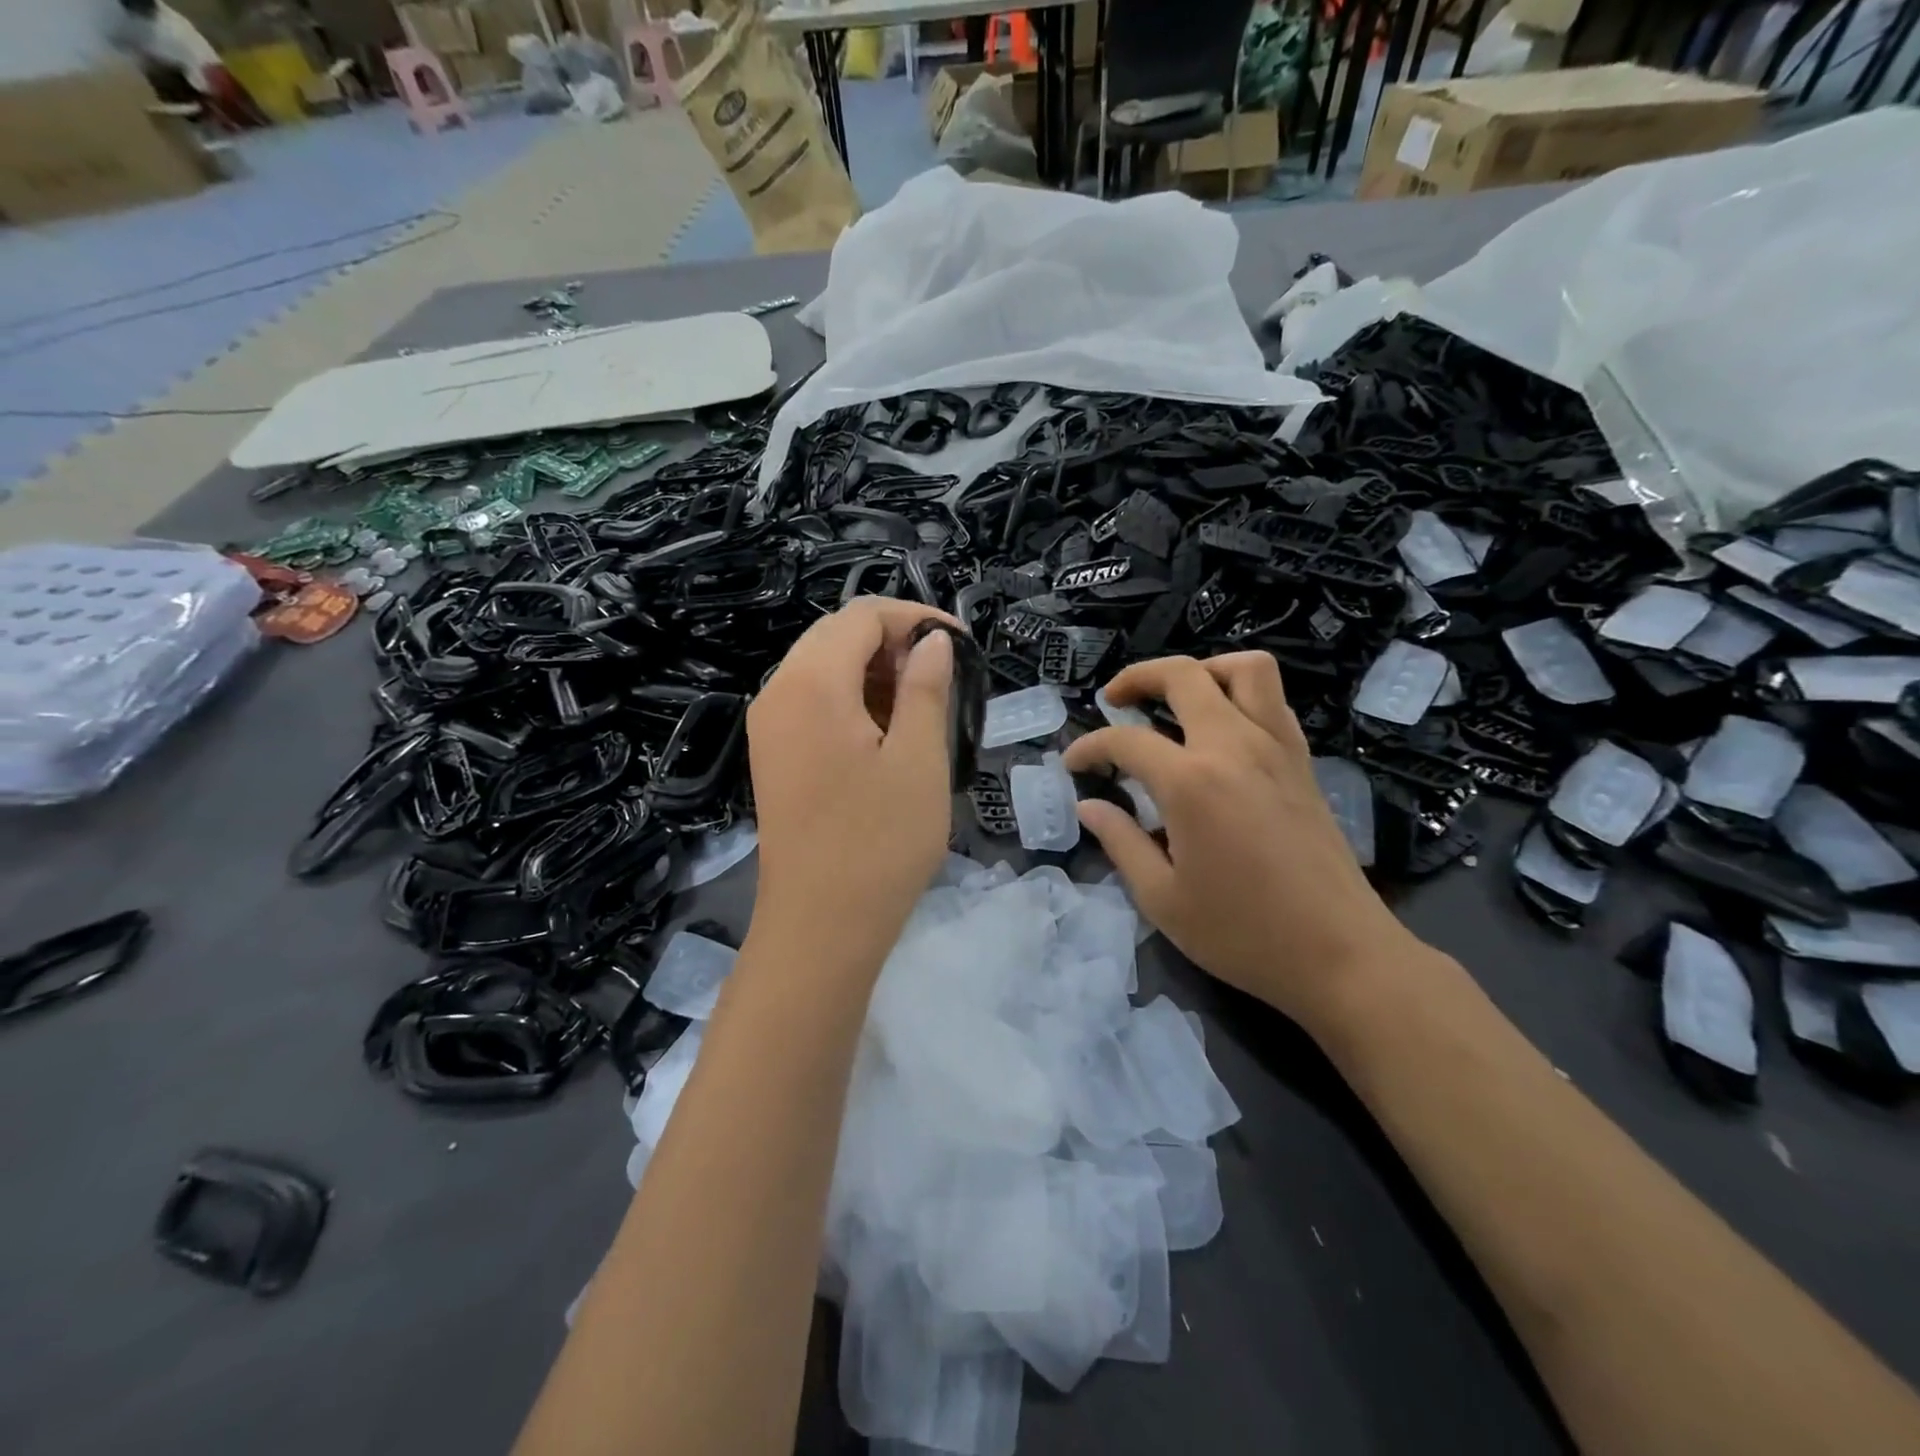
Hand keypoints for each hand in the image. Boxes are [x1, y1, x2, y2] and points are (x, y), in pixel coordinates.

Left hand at [746, 598, 956, 967]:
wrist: (820, 926)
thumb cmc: (880, 842)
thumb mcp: (919, 758)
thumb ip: (926, 687)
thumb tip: (932, 642)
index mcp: (811, 684)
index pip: (862, 617)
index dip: (915, 618)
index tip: (961, 643)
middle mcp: (778, 692)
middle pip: (837, 636)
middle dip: (894, 641)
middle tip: (945, 673)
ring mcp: (769, 726)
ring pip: (823, 668)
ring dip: (874, 671)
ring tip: (923, 703)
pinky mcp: (773, 754)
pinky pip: (812, 702)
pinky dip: (852, 699)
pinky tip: (888, 730)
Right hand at [1063, 652, 1417, 1026]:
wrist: (1340, 955)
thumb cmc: (1242, 934)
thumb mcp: (1162, 899)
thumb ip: (1120, 842)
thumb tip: (1089, 807)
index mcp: (1190, 782)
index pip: (1126, 741)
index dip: (1089, 747)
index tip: (1072, 764)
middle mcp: (1234, 747)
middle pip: (1183, 676)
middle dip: (1138, 677)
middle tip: (1114, 701)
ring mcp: (1276, 749)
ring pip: (1245, 670)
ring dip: (1202, 671)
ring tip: (1175, 699)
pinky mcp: (1303, 762)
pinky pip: (1272, 700)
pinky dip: (1240, 695)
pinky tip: (1220, 730)